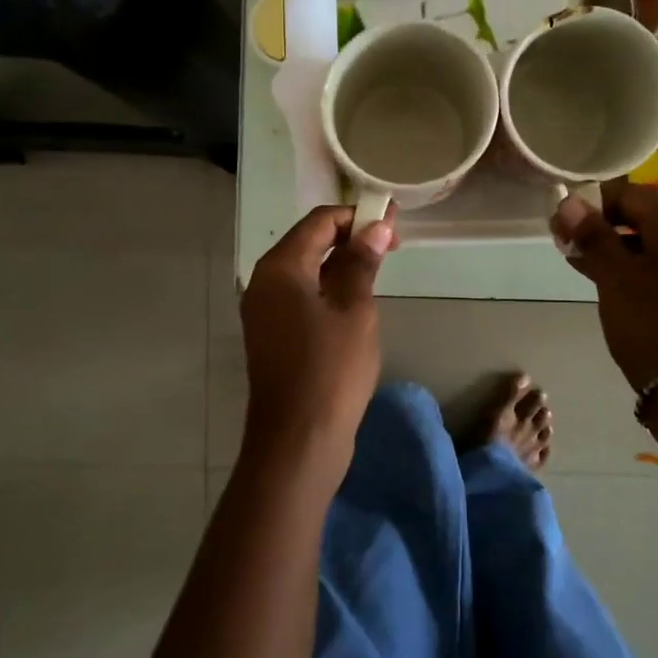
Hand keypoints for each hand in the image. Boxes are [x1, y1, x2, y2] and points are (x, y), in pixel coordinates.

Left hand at [240, 205, 395, 465]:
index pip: (319, 222)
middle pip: (309, 243)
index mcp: (279, 268)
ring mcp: (264, 311)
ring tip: (378, 271)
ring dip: (340, 265)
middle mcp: (263, 282)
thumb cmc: (330, 370)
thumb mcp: (355, 310)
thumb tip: (375, 227)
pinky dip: (328, 290)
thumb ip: (362, 263)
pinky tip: (355, 301)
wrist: (298, 441)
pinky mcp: (272, 334)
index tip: (393, 224)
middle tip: (392, 246)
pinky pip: (301, 297)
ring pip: (305, 272)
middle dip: (350, 239)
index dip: (357, 216)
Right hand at [550, 184, 657, 391]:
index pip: (634, 193)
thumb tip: (568, 201)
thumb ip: (592, 236)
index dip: (598, 200)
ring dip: (613, 246)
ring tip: (577, 260)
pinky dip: (629, 266)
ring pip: (649, 244)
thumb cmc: (650, 322)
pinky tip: (604, 281)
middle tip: (567, 240)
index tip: (567, 219)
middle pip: (643, 217)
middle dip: (602, 223)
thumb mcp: (614, 276)